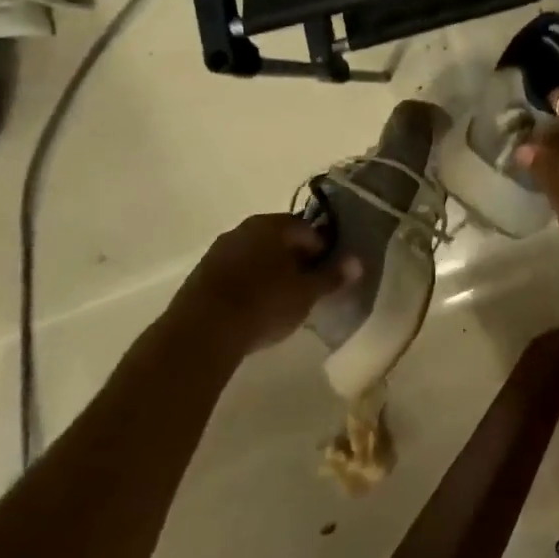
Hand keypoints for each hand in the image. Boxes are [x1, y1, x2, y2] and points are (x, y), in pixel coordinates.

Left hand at [182, 213, 360, 351]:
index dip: (322, 252)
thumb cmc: (264, 304)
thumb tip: (358, 262)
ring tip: (278, 302)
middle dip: (294, 260)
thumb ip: (332, 276)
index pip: (308, 230)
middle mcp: (246, 228)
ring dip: (269, 272)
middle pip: (280, 240)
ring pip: (255, 255)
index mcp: (274, 224)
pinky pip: (235, 272)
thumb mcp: (306, 294)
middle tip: (305, 288)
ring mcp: (220, 250)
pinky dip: (247, 284)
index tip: (326, 276)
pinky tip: (251, 309)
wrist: (200, 333)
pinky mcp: (201, 274)